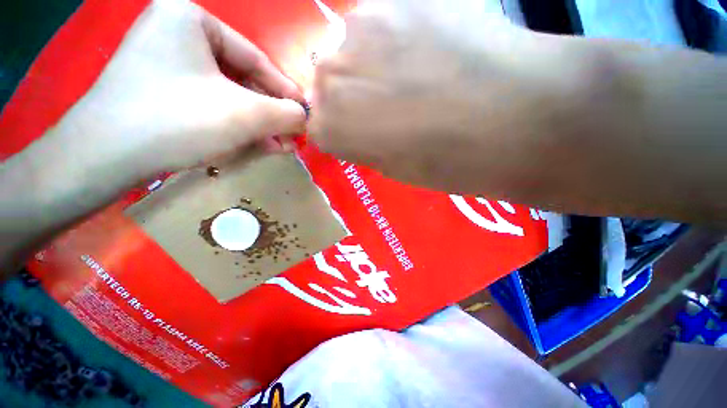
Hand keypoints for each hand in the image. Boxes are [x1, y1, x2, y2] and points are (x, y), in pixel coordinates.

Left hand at [59, 0, 305, 176]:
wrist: (104, 157)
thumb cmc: (177, 120)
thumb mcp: (245, 115)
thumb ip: (285, 113)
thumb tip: (305, 117)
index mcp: (192, 19)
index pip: (256, 59)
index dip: (286, 92)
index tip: (305, 115)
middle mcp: (177, 34)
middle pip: (243, 80)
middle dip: (270, 114)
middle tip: (291, 138)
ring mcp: (165, 63)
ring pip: (229, 96)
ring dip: (257, 125)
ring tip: (278, 147)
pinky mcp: (161, 90)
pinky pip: (211, 104)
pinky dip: (235, 125)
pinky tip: (254, 144)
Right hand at [309, 0, 584, 195]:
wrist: (514, 119)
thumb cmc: (447, 163)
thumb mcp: (395, 168)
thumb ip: (366, 143)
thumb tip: (361, 125)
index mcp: (330, 127)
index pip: (318, 124)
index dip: (343, 128)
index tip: (365, 131)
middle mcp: (329, 75)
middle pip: (327, 82)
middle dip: (352, 95)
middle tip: (390, 102)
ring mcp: (358, 29)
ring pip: (352, 48)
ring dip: (373, 62)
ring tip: (416, 74)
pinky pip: (384, 21)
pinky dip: (398, 36)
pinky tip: (432, 49)